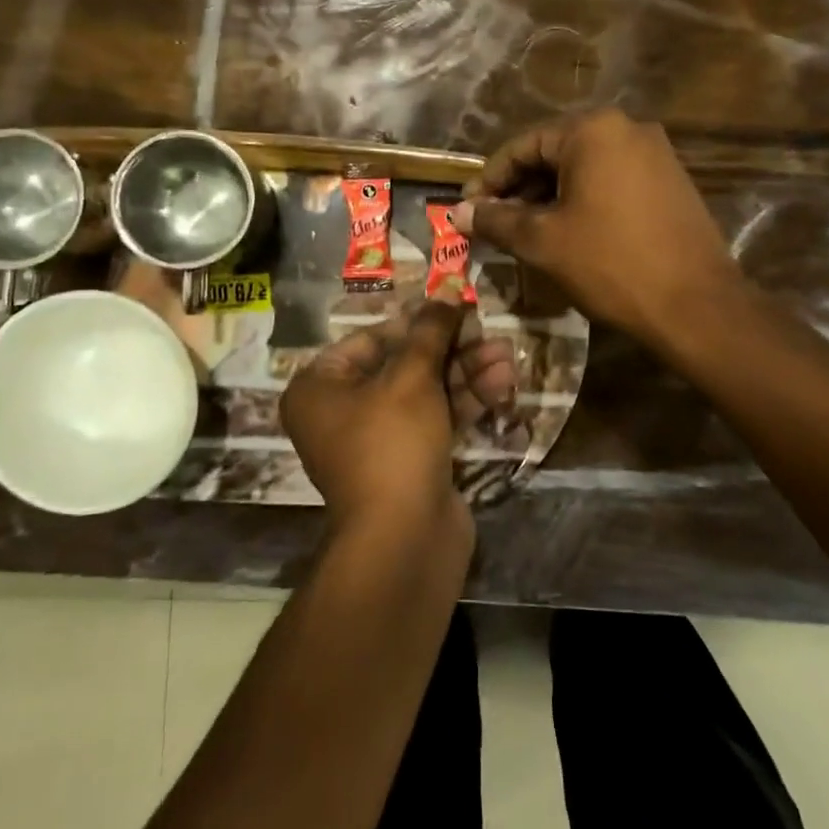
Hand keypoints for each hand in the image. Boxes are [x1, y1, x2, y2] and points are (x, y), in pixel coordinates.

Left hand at [281, 284, 516, 538]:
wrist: (404, 540)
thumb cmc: (392, 444)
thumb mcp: (411, 378)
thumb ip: (431, 331)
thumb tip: (446, 288)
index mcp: (320, 388)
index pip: (370, 339)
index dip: (415, 322)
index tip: (454, 307)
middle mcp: (343, 412)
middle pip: (403, 365)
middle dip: (451, 349)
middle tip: (489, 330)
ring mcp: (379, 441)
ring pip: (427, 393)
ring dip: (467, 373)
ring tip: (508, 356)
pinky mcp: (411, 462)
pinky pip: (438, 420)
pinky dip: (466, 402)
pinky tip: (504, 385)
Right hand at [454, 109, 745, 349]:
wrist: (696, 305)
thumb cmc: (610, 264)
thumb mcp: (542, 242)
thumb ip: (495, 220)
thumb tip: (456, 213)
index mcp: (593, 130)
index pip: (524, 145)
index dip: (490, 179)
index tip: (468, 209)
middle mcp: (628, 128)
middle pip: (555, 153)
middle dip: (520, 189)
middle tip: (494, 224)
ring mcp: (656, 153)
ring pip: (585, 169)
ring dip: (550, 197)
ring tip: (526, 233)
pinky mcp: (671, 181)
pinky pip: (613, 181)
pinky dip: (583, 201)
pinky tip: (569, 233)